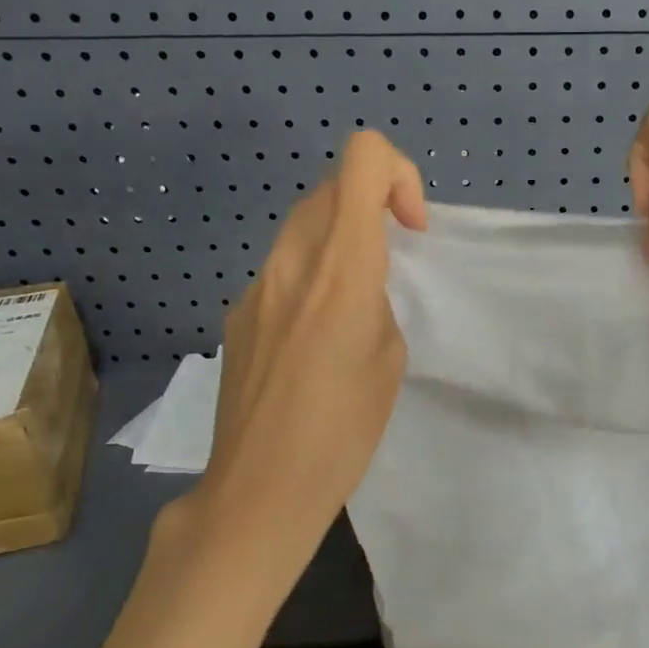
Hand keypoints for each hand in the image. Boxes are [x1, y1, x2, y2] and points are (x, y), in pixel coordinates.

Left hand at [151, 131, 426, 594]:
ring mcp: (256, 286)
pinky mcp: (238, 314)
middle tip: (392, 261)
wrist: (260, 488)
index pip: (363, 159)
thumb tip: (359, 288)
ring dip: (340, 240)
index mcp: (340, 268)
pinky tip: (315, 340)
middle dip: (372, 206)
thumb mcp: (389, 358)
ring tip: (356, 304)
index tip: (410, 229)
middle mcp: (292, 261)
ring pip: (303, 226)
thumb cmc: (342, 430)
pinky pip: (282, 269)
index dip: (399, 175)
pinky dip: (310, 277)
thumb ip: (377, 300)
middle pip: (332, 186)